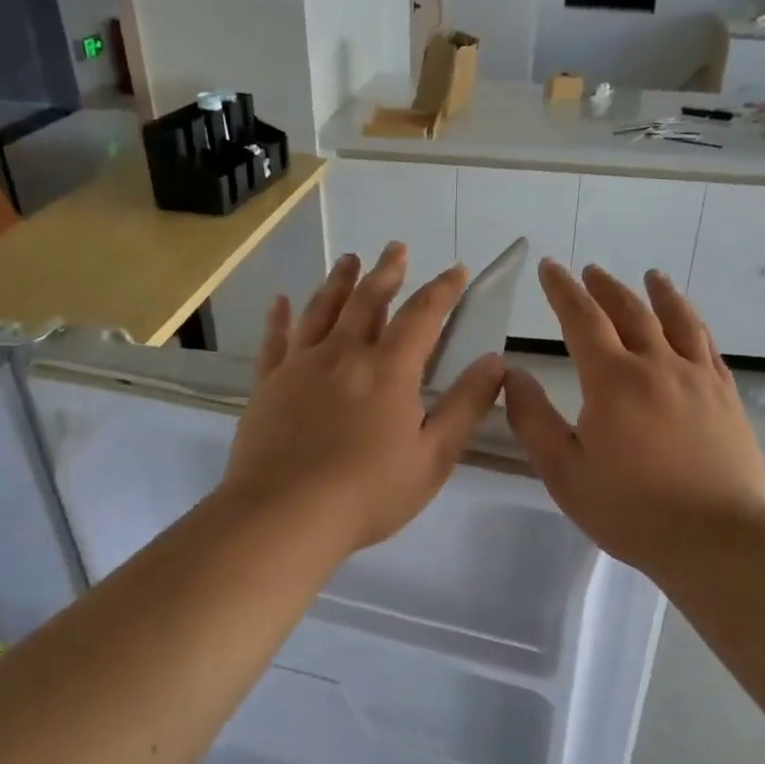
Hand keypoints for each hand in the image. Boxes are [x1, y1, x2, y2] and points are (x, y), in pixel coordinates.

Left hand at [222, 243, 506, 556]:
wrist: (285, 515)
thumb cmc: (369, 492)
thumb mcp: (434, 456)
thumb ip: (466, 406)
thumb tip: (495, 361)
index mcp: (389, 370)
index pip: (422, 316)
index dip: (443, 290)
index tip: (456, 270)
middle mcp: (344, 354)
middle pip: (368, 300)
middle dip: (387, 272)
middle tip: (396, 248)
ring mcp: (301, 365)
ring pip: (322, 310)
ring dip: (339, 281)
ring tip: (350, 259)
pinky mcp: (269, 384)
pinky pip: (276, 339)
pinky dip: (280, 316)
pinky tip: (281, 300)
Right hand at [503, 261, 764, 579]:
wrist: (714, 536)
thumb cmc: (630, 509)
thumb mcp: (564, 471)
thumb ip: (534, 420)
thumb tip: (513, 375)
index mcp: (612, 379)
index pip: (582, 319)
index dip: (562, 290)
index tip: (550, 268)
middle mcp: (657, 365)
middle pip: (630, 311)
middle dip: (605, 288)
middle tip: (591, 272)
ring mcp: (698, 378)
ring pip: (677, 320)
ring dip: (659, 294)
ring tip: (651, 277)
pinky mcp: (726, 397)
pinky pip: (708, 347)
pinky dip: (694, 325)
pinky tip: (691, 325)